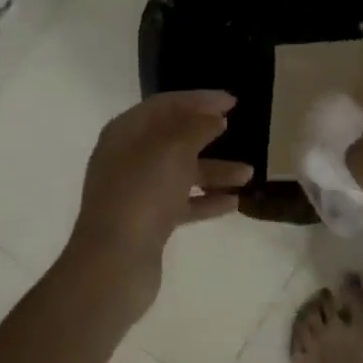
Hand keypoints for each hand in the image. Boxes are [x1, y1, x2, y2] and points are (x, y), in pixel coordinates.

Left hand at [64, 91, 252, 319]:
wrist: (115, 263)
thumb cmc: (142, 194)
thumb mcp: (173, 150)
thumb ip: (197, 127)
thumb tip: (214, 117)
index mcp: (125, 133)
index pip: (164, 105)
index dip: (198, 99)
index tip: (232, 102)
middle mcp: (128, 158)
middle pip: (172, 137)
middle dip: (206, 133)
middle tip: (236, 127)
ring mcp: (137, 192)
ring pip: (181, 172)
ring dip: (214, 170)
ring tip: (248, 174)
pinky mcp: (148, 222)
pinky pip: (182, 203)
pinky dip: (205, 200)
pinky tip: (233, 203)